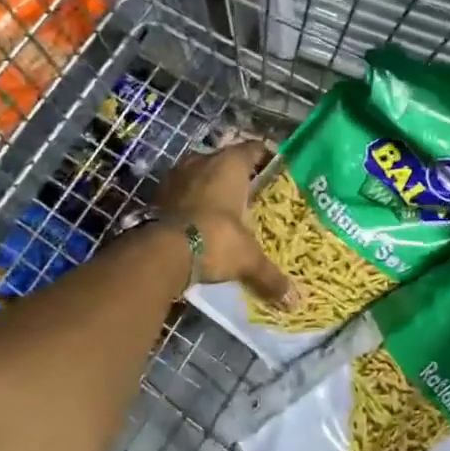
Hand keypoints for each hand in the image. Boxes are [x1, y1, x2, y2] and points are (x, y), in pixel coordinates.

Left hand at [156, 140, 296, 305]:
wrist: (160, 252)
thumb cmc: (215, 239)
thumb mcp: (248, 259)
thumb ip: (270, 275)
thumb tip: (293, 301)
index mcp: (230, 163)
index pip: (255, 149)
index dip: (268, 160)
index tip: (277, 175)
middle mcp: (202, 160)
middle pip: (226, 161)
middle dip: (238, 178)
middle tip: (253, 198)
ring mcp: (176, 175)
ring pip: (201, 175)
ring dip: (211, 190)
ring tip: (225, 212)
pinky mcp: (156, 194)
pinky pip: (181, 193)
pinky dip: (190, 204)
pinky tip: (199, 224)